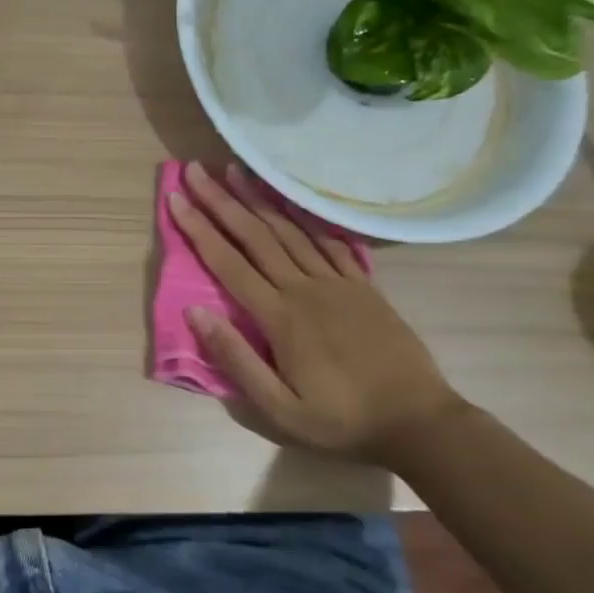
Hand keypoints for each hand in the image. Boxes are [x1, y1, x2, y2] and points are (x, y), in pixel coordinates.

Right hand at [166, 161, 461, 460]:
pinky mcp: (363, 285)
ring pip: (289, 230)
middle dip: (221, 201)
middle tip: (196, 170)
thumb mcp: (280, 410)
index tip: (175, 199)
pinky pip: (329, 241)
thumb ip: (236, 359)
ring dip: (258, 198)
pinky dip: (306, 217)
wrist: (419, 422)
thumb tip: (195, 313)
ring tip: (235, 170)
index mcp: (279, 317)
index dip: (198, 229)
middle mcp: (304, 288)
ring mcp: (337, 282)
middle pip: (255, 235)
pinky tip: (291, 200)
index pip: (228, 263)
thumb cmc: (342, 421)